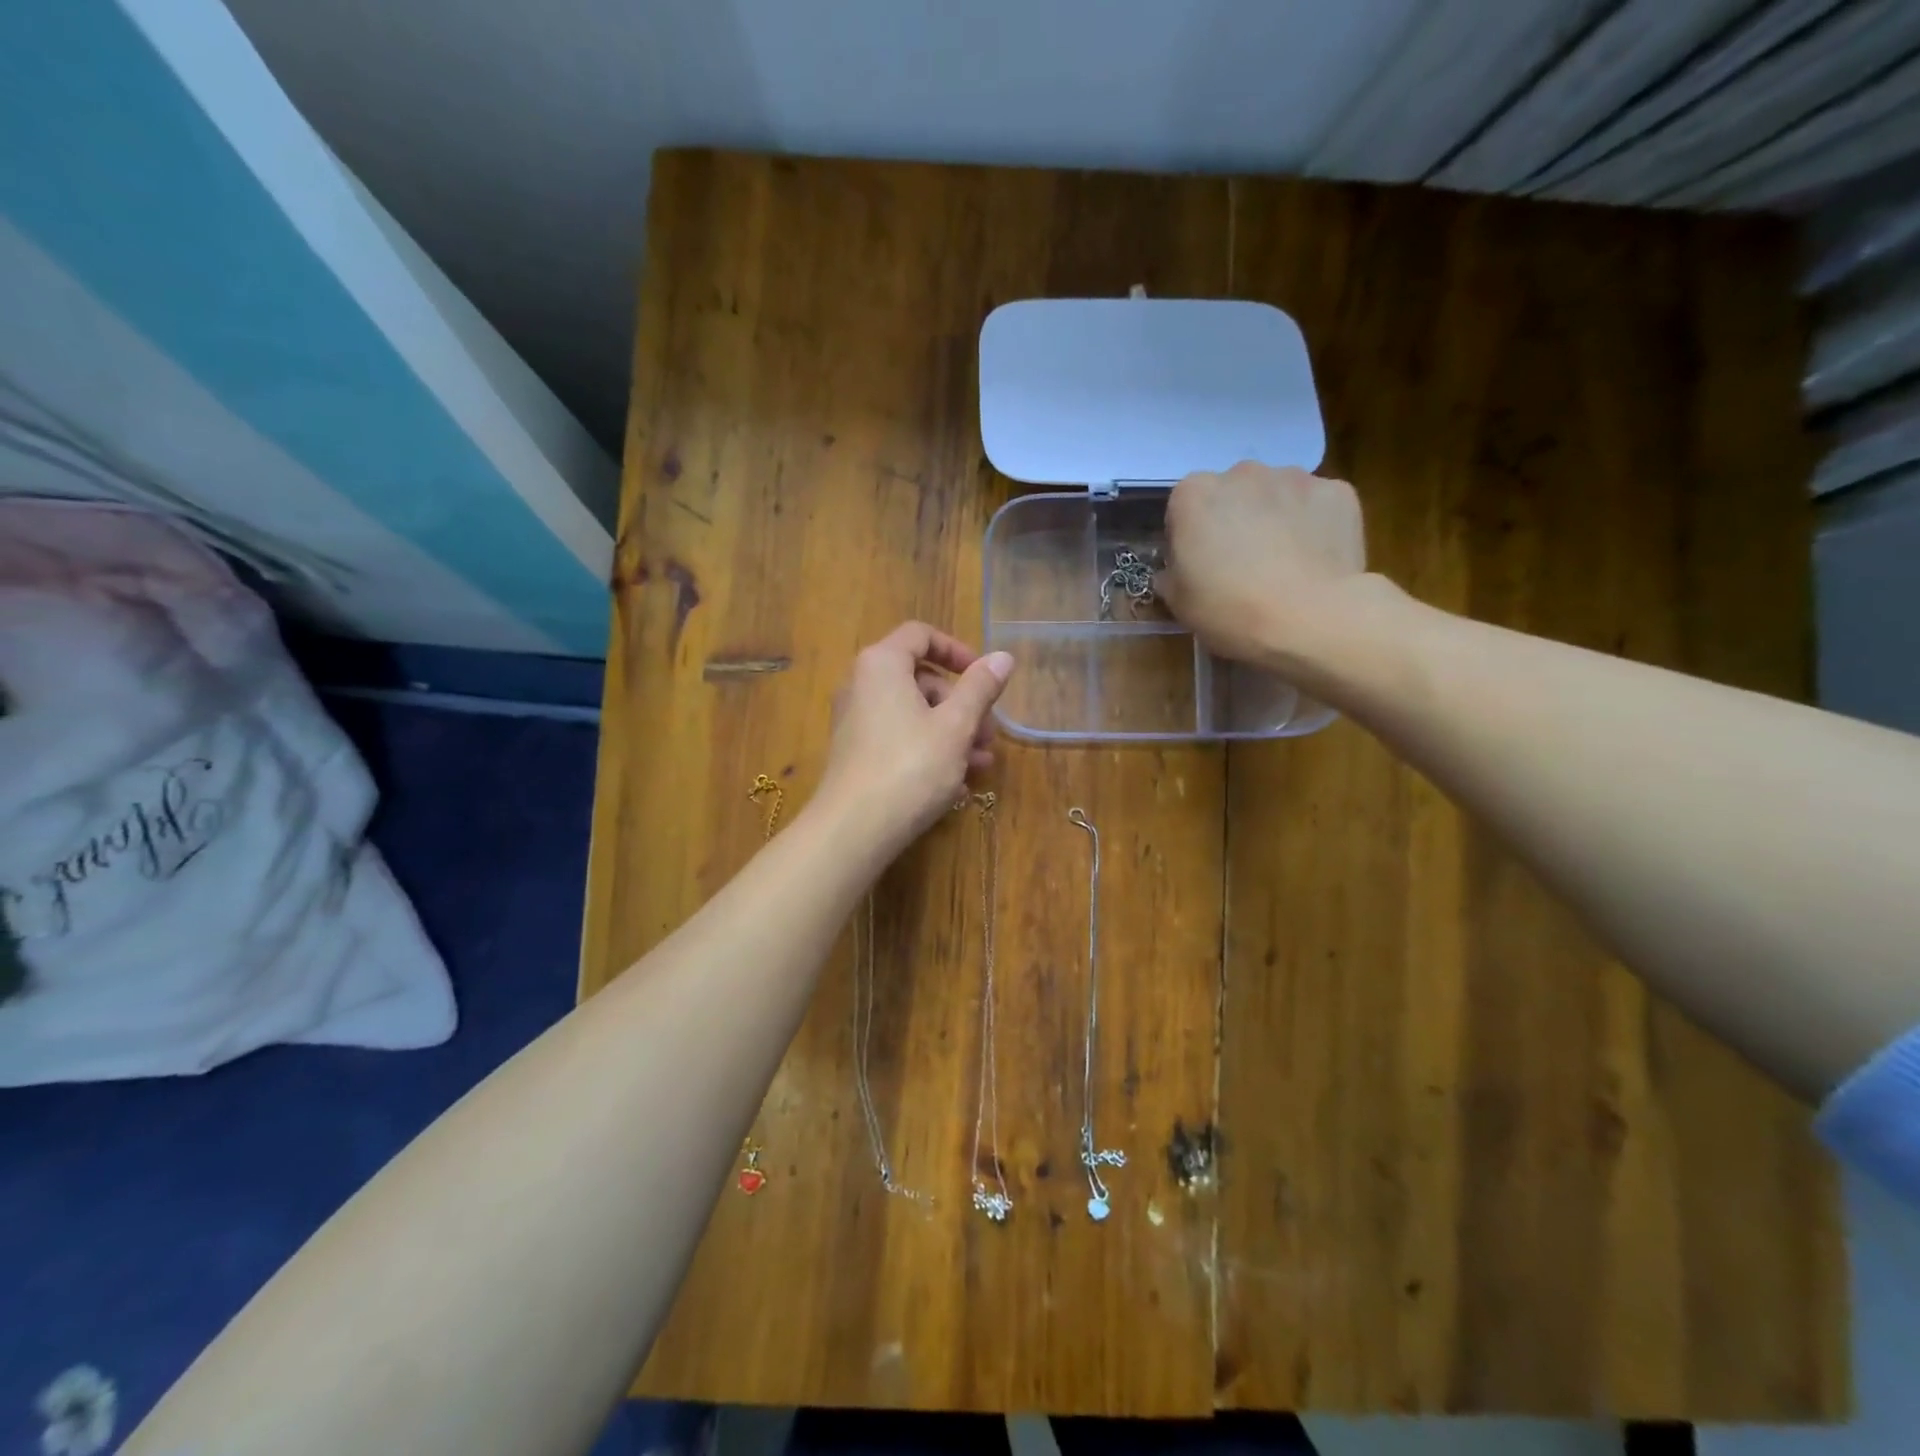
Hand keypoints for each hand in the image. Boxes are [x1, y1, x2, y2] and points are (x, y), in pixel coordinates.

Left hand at [815, 622, 1014, 849]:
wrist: (853, 829)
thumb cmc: (910, 767)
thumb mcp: (955, 726)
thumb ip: (980, 688)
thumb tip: (1003, 657)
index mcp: (882, 664)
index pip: (921, 636)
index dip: (957, 651)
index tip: (985, 677)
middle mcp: (861, 685)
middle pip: (920, 679)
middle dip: (962, 705)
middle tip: (988, 736)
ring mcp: (855, 721)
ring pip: (913, 714)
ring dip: (952, 733)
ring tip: (980, 766)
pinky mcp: (855, 754)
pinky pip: (898, 738)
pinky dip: (928, 750)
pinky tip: (955, 785)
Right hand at [1157, 462, 1367, 664]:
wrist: (1310, 618)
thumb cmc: (1230, 610)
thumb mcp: (1179, 603)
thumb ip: (1171, 575)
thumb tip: (1176, 570)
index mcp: (1194, 494)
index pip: (1183, 509)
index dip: (1189, 539)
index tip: (1198, 568)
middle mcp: (1242, 473)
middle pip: (1232, 495)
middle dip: (1233, 520)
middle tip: (1241, 565)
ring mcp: (1295, 478)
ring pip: (1276, 496)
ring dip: (1274, 518)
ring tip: (1284, 563)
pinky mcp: (1338, 491)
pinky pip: (1317, 505)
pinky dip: (1314, 524)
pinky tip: (1315, 560)